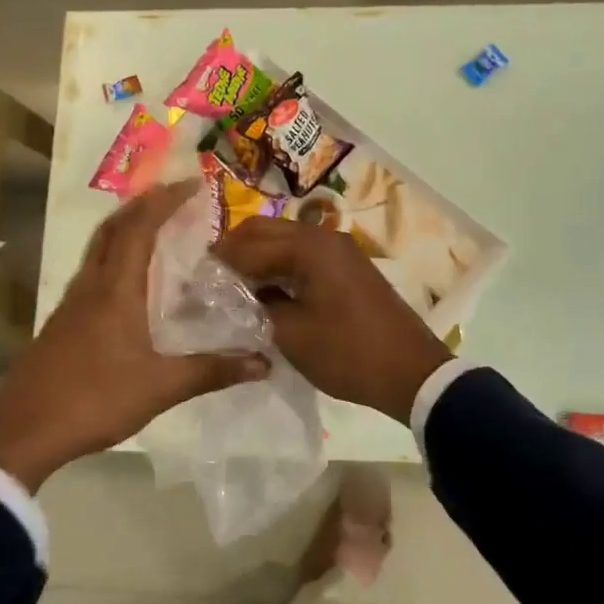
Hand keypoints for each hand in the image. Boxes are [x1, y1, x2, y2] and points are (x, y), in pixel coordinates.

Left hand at [0, 179, 269, 491]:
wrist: (23, 431)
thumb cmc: (94, 399)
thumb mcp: (161, 387)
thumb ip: (212, 371)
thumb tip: (263, 362)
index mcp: (115, 290)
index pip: (139, 228)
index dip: (165, 200)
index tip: (194, 184)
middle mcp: (90, 286)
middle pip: (112, 228)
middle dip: (143, 205)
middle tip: (175, 197)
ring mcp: (71, 304)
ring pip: (98, 249)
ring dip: (126, 229)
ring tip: (157, 229)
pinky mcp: (62, 323)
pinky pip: (92, 273)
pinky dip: (114, 258)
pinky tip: (130, 283)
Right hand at [212, 217, 452, 423]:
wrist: (411, 373)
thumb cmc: (348, 353)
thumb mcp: (292, 334)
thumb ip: (256, 306)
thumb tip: (233, 294)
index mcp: (310, 246)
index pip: (248, 243)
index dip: (218, 261)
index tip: (192, 279)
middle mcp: (324, 237)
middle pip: (266, 230)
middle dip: (235, 251)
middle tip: (209, 279)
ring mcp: (339, 252)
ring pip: (285, 242)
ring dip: (258, 259)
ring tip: (231, 288)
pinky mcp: (347, 270)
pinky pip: (304, 257)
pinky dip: (280, 269)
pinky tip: (264, 293)